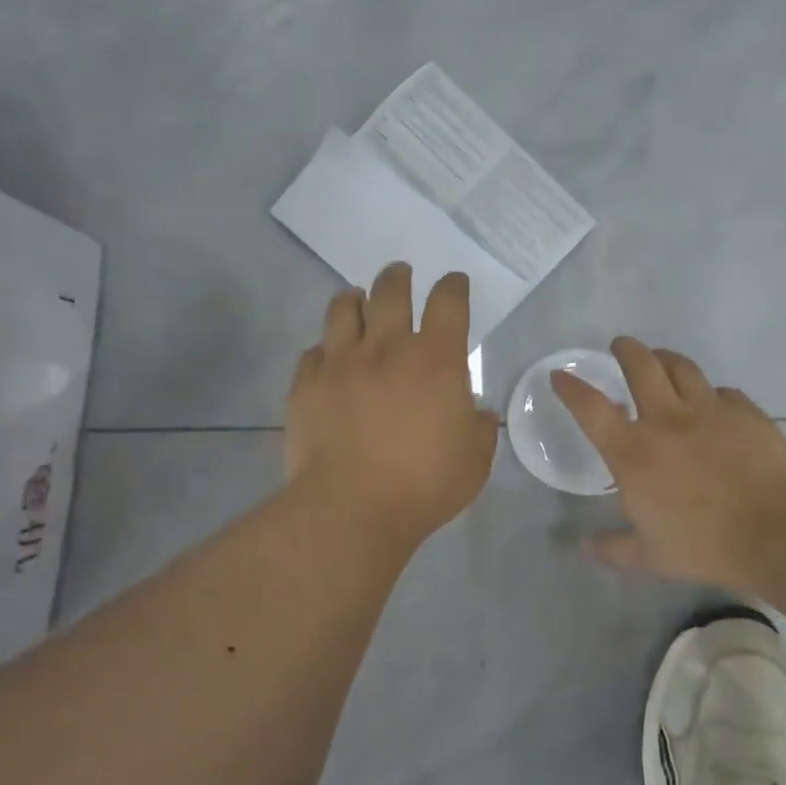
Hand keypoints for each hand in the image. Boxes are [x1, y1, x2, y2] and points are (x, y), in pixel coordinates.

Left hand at [286, 264, 498, 547]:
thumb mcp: (474, 461)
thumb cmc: (423, 486)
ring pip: (343, 308)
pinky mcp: (306, 385)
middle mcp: (386, 349)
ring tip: (357, 300)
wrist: (350, 510)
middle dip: (398, 277)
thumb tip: (476, 413)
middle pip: (390, 291)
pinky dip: (324, 349)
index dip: (453, 286)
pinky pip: (312, 352)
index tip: (454, 283)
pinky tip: (327, 358)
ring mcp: (340, 363)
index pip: (448, 302)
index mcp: (434, 360)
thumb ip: (479, 429)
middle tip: (400, 274)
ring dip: (354, 299)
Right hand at [551, 338, 785, 591]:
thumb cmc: (704, 545)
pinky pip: (724, 392)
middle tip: (620, 346)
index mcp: (634, 452)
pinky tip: (714, 403)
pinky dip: (712, 394)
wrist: (776, 533)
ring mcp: (709, 411)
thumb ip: (613, 549)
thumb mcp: (650, 557)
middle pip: (640, 366)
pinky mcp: (746, 412)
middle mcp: (666, 420)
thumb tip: (585, 546)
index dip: (571, 387)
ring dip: (665, 359)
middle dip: (625, 349)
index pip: (591, 408)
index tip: (560, 375)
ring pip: (681, 367)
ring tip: (661, 360)